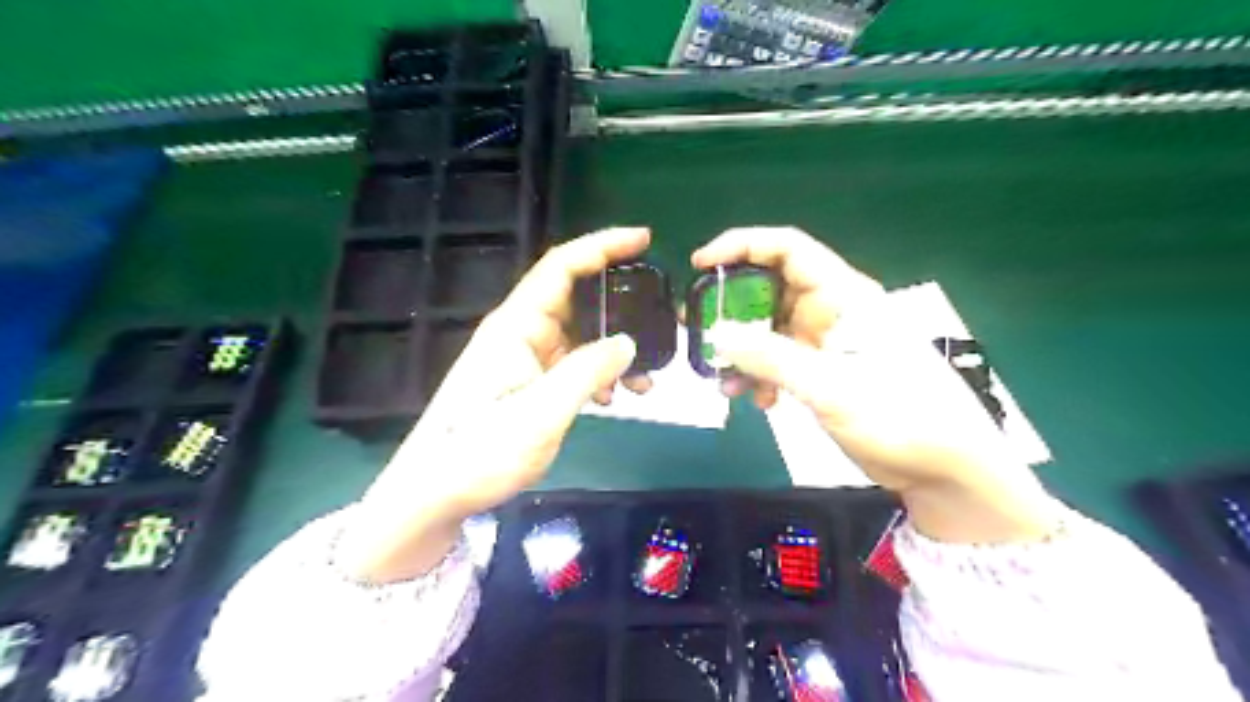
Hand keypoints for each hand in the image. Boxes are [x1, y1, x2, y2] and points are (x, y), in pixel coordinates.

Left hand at [339, 228, 654, 578]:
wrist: (435, 493)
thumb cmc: (480, 452)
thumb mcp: (541, 413)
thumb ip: (587, 372)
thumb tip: (627, 343)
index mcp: (516, 326)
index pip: (561, 267)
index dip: (602, 246)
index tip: (644, 240)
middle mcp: (520, 334)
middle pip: (576, 300)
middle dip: (619, 306)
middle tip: (659, 318)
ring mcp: (523, 360)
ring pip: (579, 337)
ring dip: (613, 350)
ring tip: (644, 380)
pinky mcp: (527, 384)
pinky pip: (571, 365)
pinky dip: (597, 374)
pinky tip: (613, 398)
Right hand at [687, 226, 1058, 544]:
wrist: (944, 469)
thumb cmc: (900, 417)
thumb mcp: (831, 387)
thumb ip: (771, 358)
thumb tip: (717, 335)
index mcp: (843, 295)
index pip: (787, 249)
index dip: (741, 246)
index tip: (701, 263)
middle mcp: (832, 310)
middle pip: (770, 288)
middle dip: (732, 306)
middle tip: (697, 328)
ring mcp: (826, 342)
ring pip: (769, 329)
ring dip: (742, 350)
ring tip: (723, 378)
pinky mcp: (823, 371)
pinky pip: (778, 361)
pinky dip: (760, 375)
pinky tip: (756, 400)